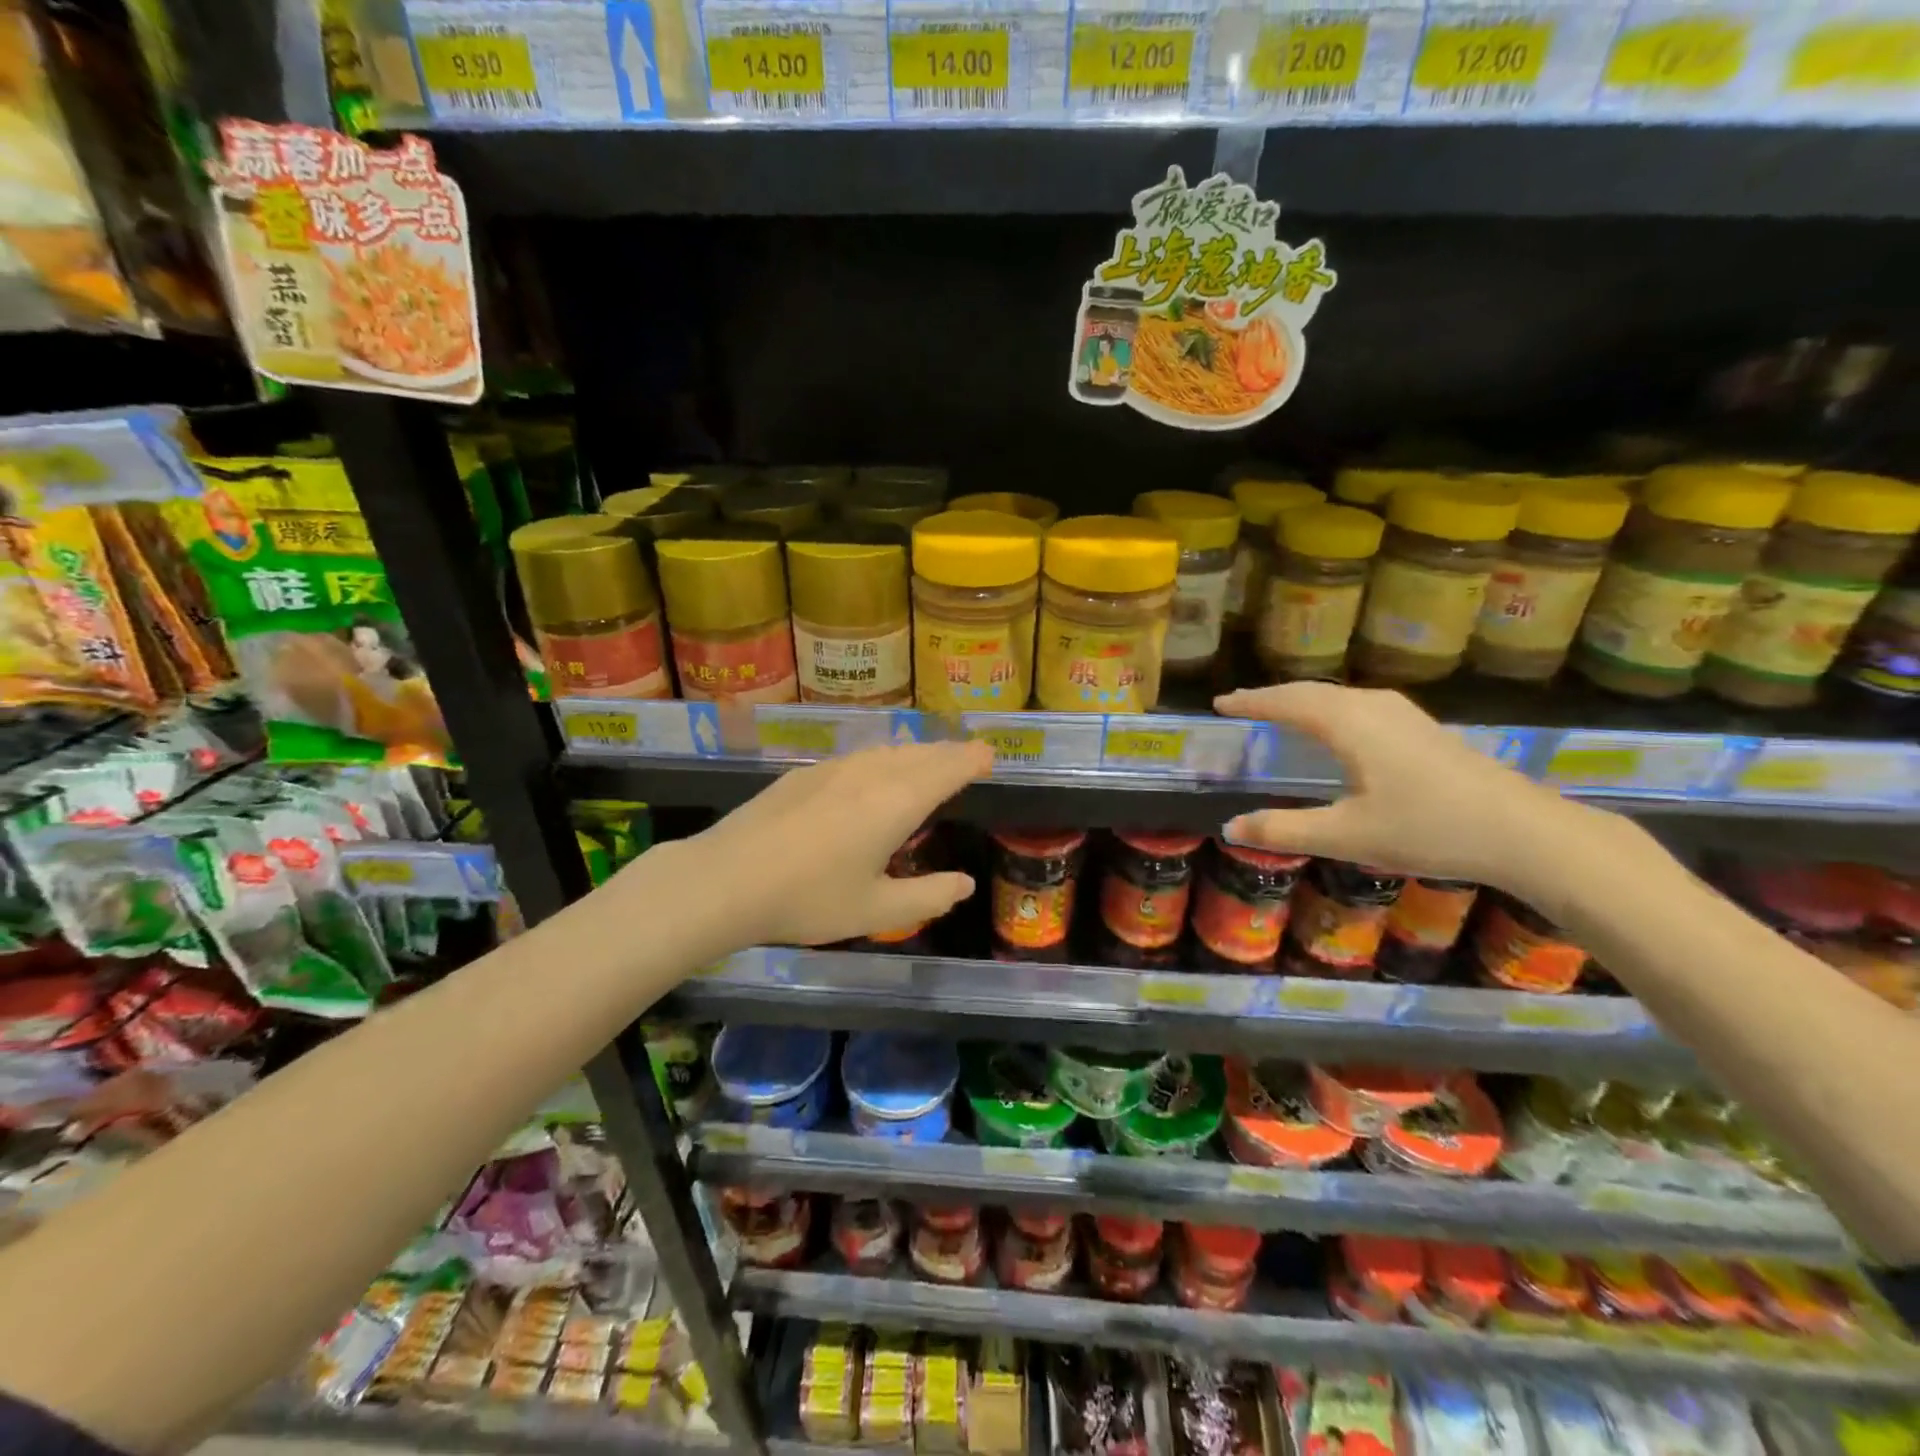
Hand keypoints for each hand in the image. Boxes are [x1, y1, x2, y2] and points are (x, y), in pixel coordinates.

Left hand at [675, 740, 992, 947]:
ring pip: (888, 751)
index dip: (972, 759)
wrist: (727, 879)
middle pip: (920, 753)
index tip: (990, 756)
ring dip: (916, 753)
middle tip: (968, 757)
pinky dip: (883, 759)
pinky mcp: (804, 774)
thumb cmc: (809, 898)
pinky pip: (860, 757)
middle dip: (948, 753)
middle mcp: (871, 774)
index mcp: (897, 802)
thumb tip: (965, 884)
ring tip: (928, 761)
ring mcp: (834, 769)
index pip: (947, 769)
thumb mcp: (876, 910)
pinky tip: (874, 773)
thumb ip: (928, 896)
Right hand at [1214, 682, 1609, 892]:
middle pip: (1313, 692)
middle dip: (1274, 697)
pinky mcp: (1424, 729)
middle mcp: (1374, 708)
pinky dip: (1331, 710)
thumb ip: (1284, 830)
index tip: (1221, 703)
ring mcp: (1405, 715)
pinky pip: (1360, 706)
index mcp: (1349, 723)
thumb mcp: (1346, 836)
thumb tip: (1229, 827)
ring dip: (1304, 701)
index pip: (1287, 702)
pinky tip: (1338, 727)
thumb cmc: (1428, 828)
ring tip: (1280, 712)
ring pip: (1340, 697)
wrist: (1525, 832)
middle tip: (1242, 704)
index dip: (1252, 701)